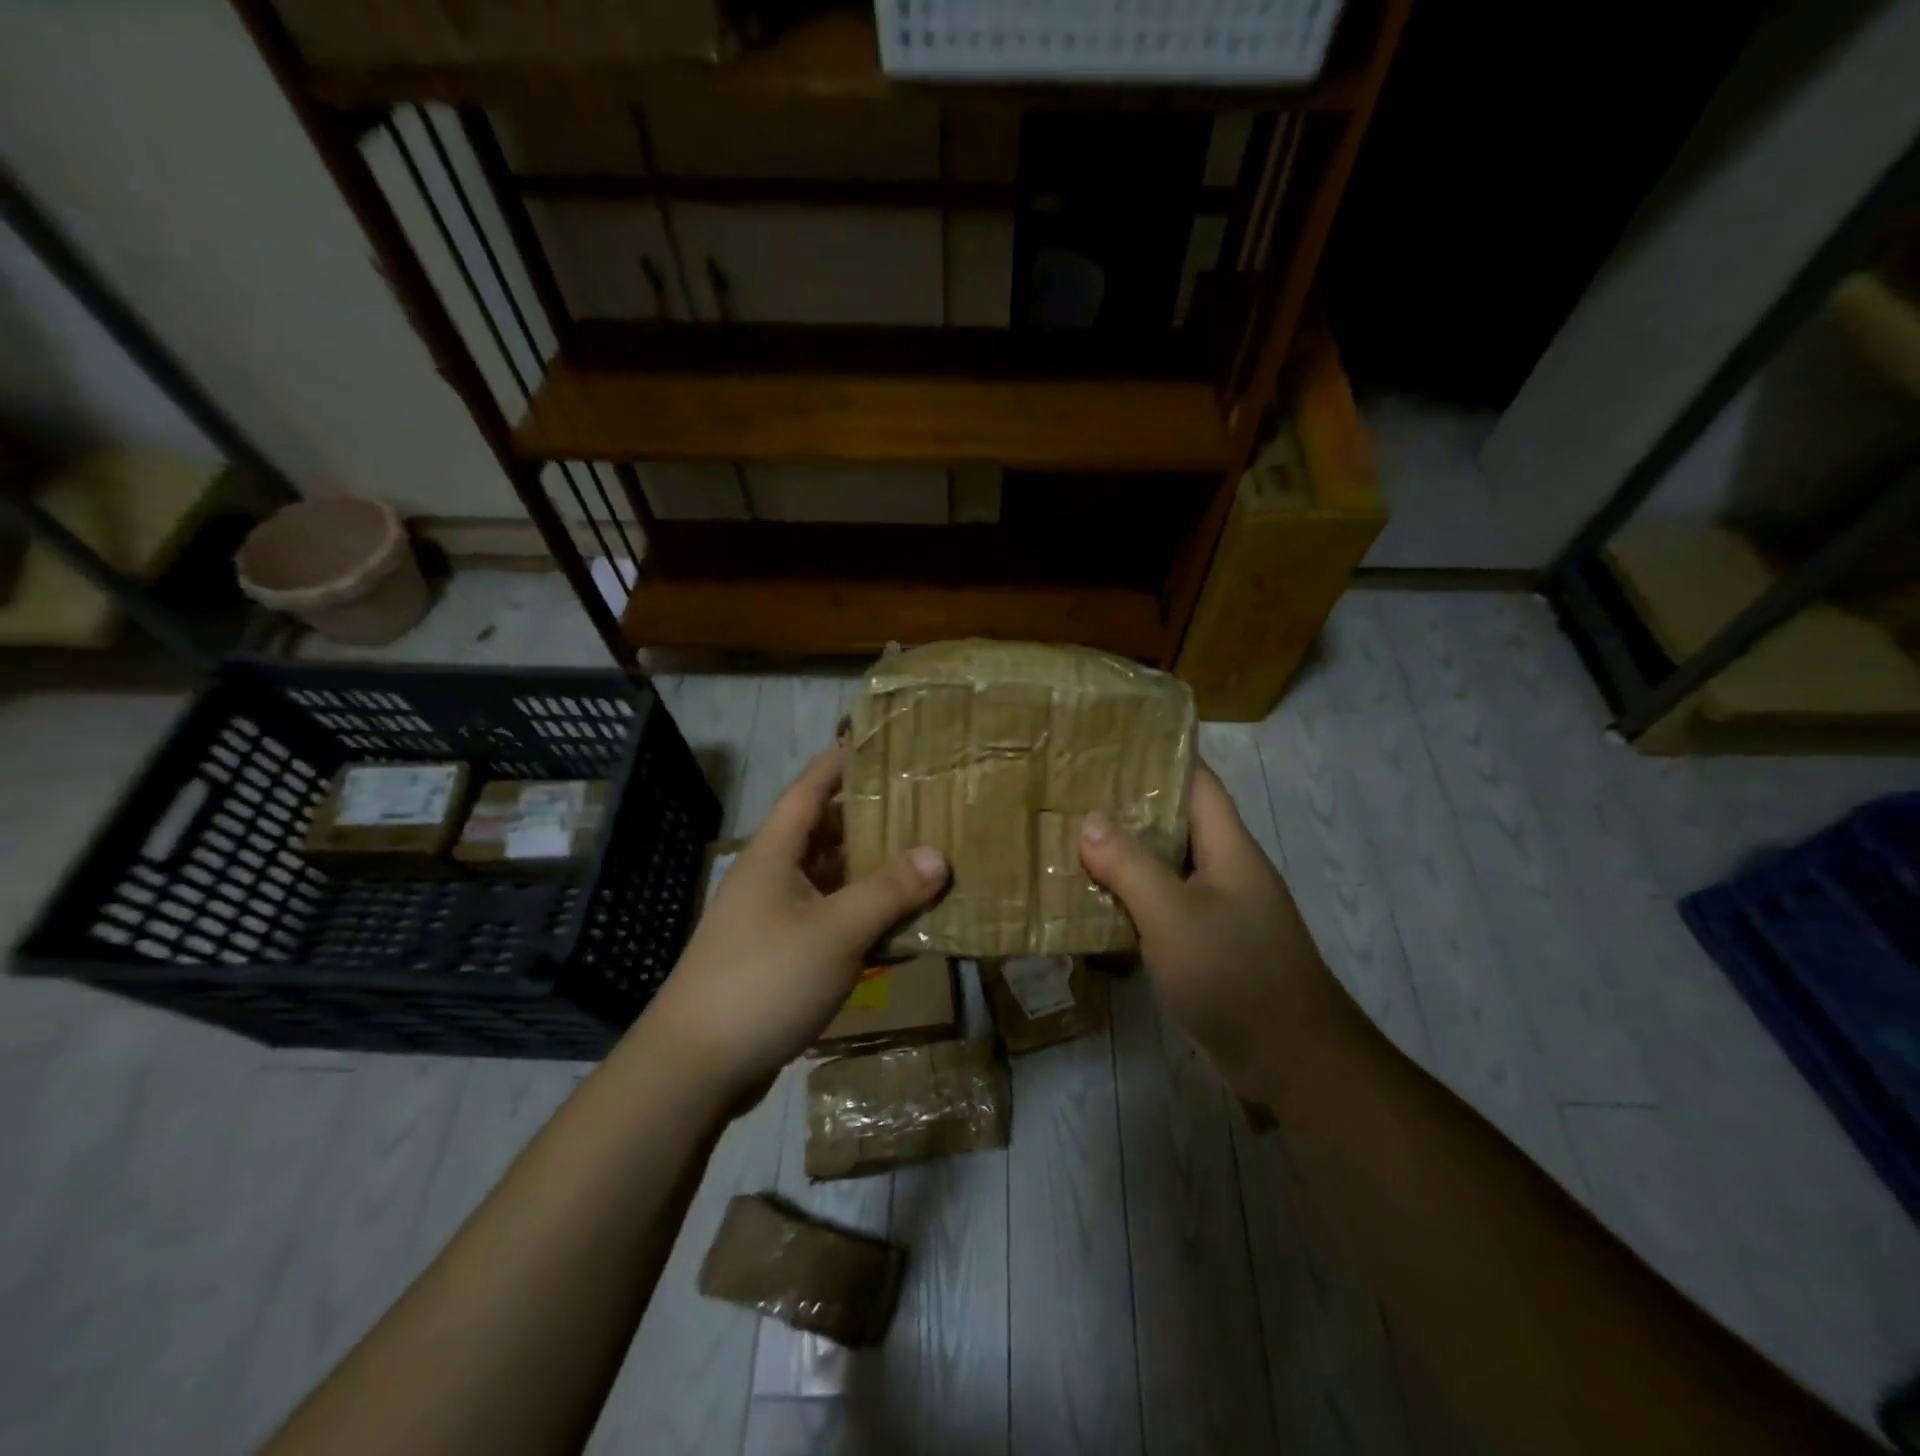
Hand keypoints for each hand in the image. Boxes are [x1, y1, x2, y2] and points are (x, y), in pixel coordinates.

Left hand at [643, 748, 949, 1108]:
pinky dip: (860, 915)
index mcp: (773, 854)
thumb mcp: (835, 932)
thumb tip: (938, 855)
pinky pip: (828, 920)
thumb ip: (888, 892)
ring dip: (868, 871)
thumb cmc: (763, 980)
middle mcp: (771, 877)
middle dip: (868, 818)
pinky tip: (896, 924)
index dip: (839, 761)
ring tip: (920, 857)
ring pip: (829, 880)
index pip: (808, 789)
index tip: (875, 740)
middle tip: (919, 803)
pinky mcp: (778, 956)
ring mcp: (772, 919)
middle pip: (823, 833)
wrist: (695, 1067)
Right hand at [1078, 761, 1332, 1095]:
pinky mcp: (1211, 945)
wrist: (1292, 1060)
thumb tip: (1090, 820)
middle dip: (1130, 806)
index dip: (1160, 756)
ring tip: (1073, 839)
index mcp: (1229, 848)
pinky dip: (1134, 898)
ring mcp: (1221, 909)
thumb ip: (1130, 866)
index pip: (1198, 782)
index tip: (1111, 744)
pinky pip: (1167, 906)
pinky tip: (1096, 901)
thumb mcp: (1173, 915)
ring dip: (1127, 855)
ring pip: (1168, 866)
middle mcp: (1227, 870)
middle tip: (1075, 792)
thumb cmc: (1234, 974)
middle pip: (1178, 822)